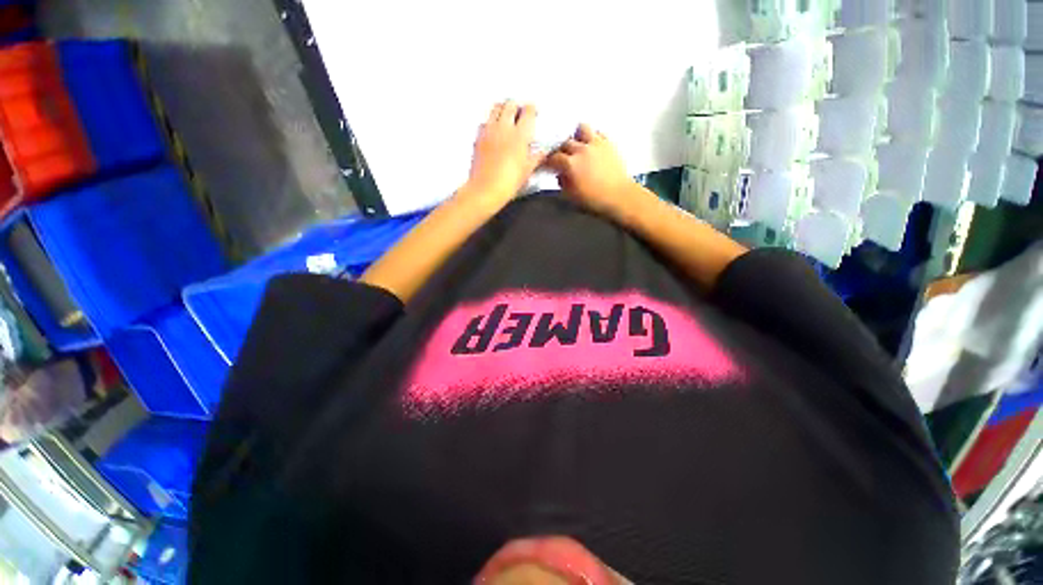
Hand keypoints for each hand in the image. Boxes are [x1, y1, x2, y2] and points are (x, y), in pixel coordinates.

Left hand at [461, 101, 544, 203]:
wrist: (486, 189)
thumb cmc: (509, 182)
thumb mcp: (527, 171)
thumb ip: (536, 157)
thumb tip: (543, 152)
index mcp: (520, 134)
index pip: (528, 111)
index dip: (532, 110)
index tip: (533, 113)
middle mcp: (504, 127)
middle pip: (510, 104)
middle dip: (517, 107)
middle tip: (520, 115)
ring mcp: (489, 130)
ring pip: (496, 108)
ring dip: (503, 110)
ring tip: (506, 119)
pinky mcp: (478, 137)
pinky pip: (485, 122)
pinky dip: (490, 122)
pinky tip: (494, 132)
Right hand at [546, 124, 640, 219]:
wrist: (620, 196)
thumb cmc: (594, 200)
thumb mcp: (572, 196)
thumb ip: (563, 183)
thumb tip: (560, 175)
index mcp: (570, 164)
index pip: (553, 158)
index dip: (547, 161)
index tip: (546, 164)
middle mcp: (581, 149)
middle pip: (565, 142)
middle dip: (560, 149)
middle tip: (560, 156)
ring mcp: (596, 143)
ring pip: (582, 129)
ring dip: (576, 135)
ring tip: (576, 143)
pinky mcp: (609, 143)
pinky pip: (598, 133)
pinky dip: (592, 137)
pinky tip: (591, 145)